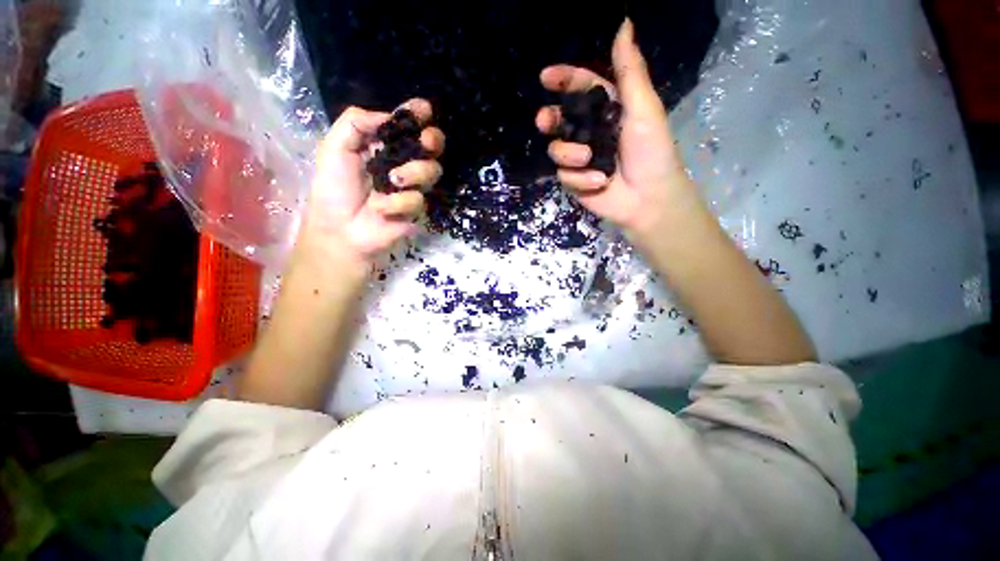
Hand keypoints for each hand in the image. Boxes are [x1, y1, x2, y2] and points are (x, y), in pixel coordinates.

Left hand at [296, 99, 444, 273]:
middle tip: (425, 141)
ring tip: (393, 181)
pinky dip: (398, 203)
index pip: (405, 126)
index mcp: (383, 146)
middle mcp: (402, 163)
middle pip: (430, 147)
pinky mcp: (417, 210)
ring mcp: (412, 187)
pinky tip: (381, 209)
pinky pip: (419, 199)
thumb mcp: (334, 148)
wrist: (339, 229)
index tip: (424, 109)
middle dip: (432, 140)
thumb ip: (356, 123)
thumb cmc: (333, 188)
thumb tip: (388, 116)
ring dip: (414, 173)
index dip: (416, 115)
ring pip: (432, 171)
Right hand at [536, 19, 698, 240]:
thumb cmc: (652, 152)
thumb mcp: (644, 108)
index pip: (580, 88)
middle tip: (545, 121)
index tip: (545, 77)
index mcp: (607, 110)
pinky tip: (599, 182)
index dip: (563, 80)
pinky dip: (580, 178)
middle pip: (559, 120)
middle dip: (549, 119)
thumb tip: (624, 23)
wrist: (648, 197)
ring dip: (570, 154)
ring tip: (589, 159)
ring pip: (557, 150)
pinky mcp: (575, 182)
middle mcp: (590, 132)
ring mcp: (580, 159)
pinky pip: (564, 175)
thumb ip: (630, 72)